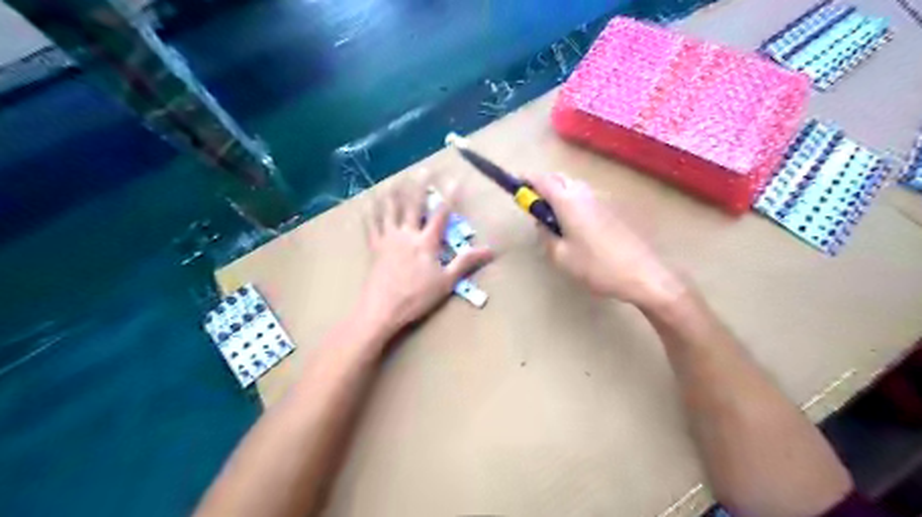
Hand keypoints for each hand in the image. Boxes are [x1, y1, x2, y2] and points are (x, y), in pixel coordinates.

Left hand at [357, 183, 493, 336]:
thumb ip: (466, 262)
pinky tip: (368, 202)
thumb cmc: (417, 297)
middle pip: (413, 205)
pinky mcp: (373, 246)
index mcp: (427, 242)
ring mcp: (388, 238)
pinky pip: (371, 224)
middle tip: (423, 169)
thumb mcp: (446, 282)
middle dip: (419, 186)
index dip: (449, 196)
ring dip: (393, 192)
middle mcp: (407, 234)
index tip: (454, 179)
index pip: (441, 215)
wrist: (382, 309)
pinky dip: (370, 211)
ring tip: (395, 178)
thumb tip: (490, 250)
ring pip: (389, 209)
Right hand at [526, 171, 683, 308]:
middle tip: (533, 203)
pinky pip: (585, 196)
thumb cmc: (596, 266)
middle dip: (543, 185)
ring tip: (552, 216)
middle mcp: (585, 194)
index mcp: (568, 202)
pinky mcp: (612, 210)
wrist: (641, 274)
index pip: (542, 181)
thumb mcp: (561, 256)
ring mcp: (601, 200)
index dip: (526, 180)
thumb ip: (546, 236)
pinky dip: (573, 200)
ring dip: (559, 192)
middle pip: (559, 178)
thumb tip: (541, 223)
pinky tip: (573, 224)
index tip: (515, 184)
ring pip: (574, 186)